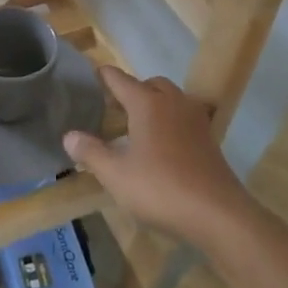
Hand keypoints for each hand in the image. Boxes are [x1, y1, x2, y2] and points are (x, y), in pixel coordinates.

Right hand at [63, 67, 256, 254]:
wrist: (218, 214)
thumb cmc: (160, 189)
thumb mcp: (115, 174)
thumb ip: (91, 152)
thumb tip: (69, 136)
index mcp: (147, 104)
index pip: (120, 80)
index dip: (104, 76)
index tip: (93, 73)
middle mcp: (173, 103)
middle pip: (150, 84)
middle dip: (132, 90)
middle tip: (113, 107)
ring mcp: (195, 120)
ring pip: (171, 99)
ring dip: (153, 104)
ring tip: (136, 125)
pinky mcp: (209, 140)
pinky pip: (184, 117)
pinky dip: (170, 121)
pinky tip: (160, 144)